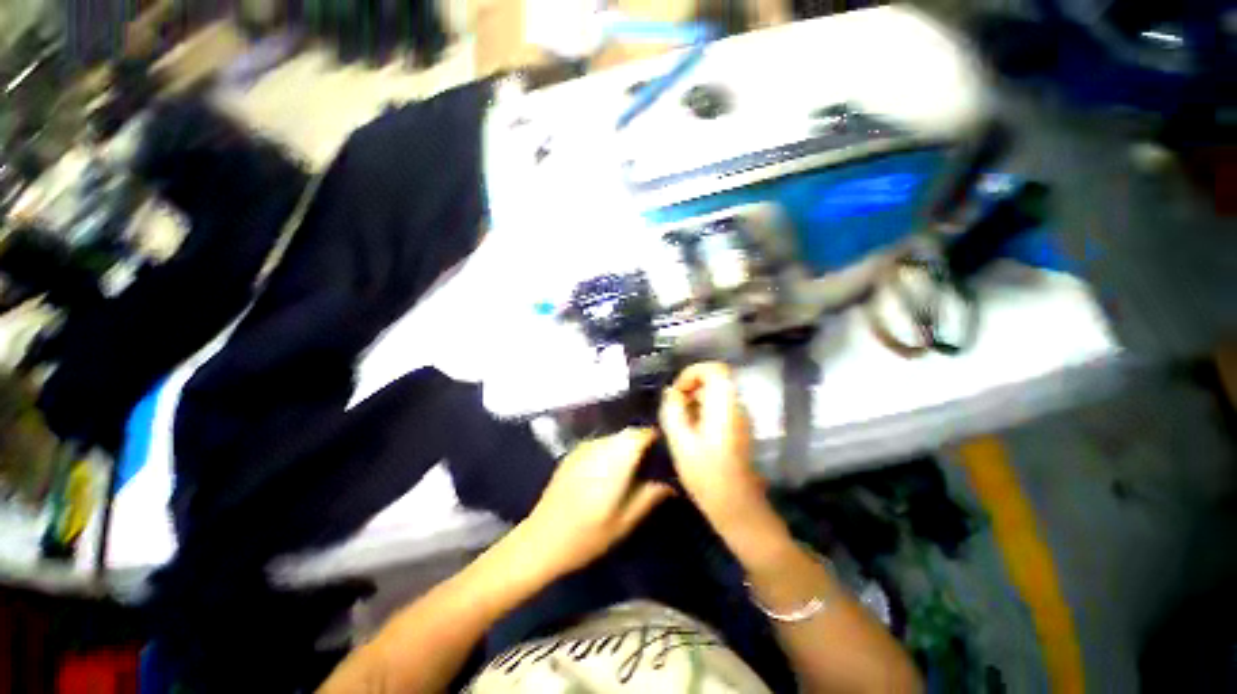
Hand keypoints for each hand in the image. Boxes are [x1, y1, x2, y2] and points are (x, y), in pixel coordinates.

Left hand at [520, 428, 673, 576]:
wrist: (541, 540)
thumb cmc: (587, 536)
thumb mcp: (624, 523)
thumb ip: (648, 497)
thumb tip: (670, 484)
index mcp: (615, 461)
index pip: (639, 435)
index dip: (655, 437)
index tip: (666, 449)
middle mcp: (599, 448)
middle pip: (626, 434)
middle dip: (641, 442)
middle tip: (652, 461)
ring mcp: (583, 449)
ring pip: (613, 437)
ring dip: (625, 445)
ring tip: (633, 465)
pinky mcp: (572, 454)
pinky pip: (599, 443)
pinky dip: (609, 449)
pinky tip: (609, 469)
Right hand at [659, 363, 768, 531]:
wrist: (737, 506)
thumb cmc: (707, 475)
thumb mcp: (681, 441)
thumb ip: (673, 411)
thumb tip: (670, 392)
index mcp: (724, 405)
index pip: (715, 369)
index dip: (693, 373)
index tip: (678, 392)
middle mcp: (736, 406)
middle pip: (714, 380)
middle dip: (690, 388)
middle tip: (674, 409)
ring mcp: (739, 417)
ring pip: (715, 394)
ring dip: (694, 401)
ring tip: (680, 422)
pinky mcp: (738, 428)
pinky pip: (718, 408)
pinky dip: (702, 411)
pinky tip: (691, 432)